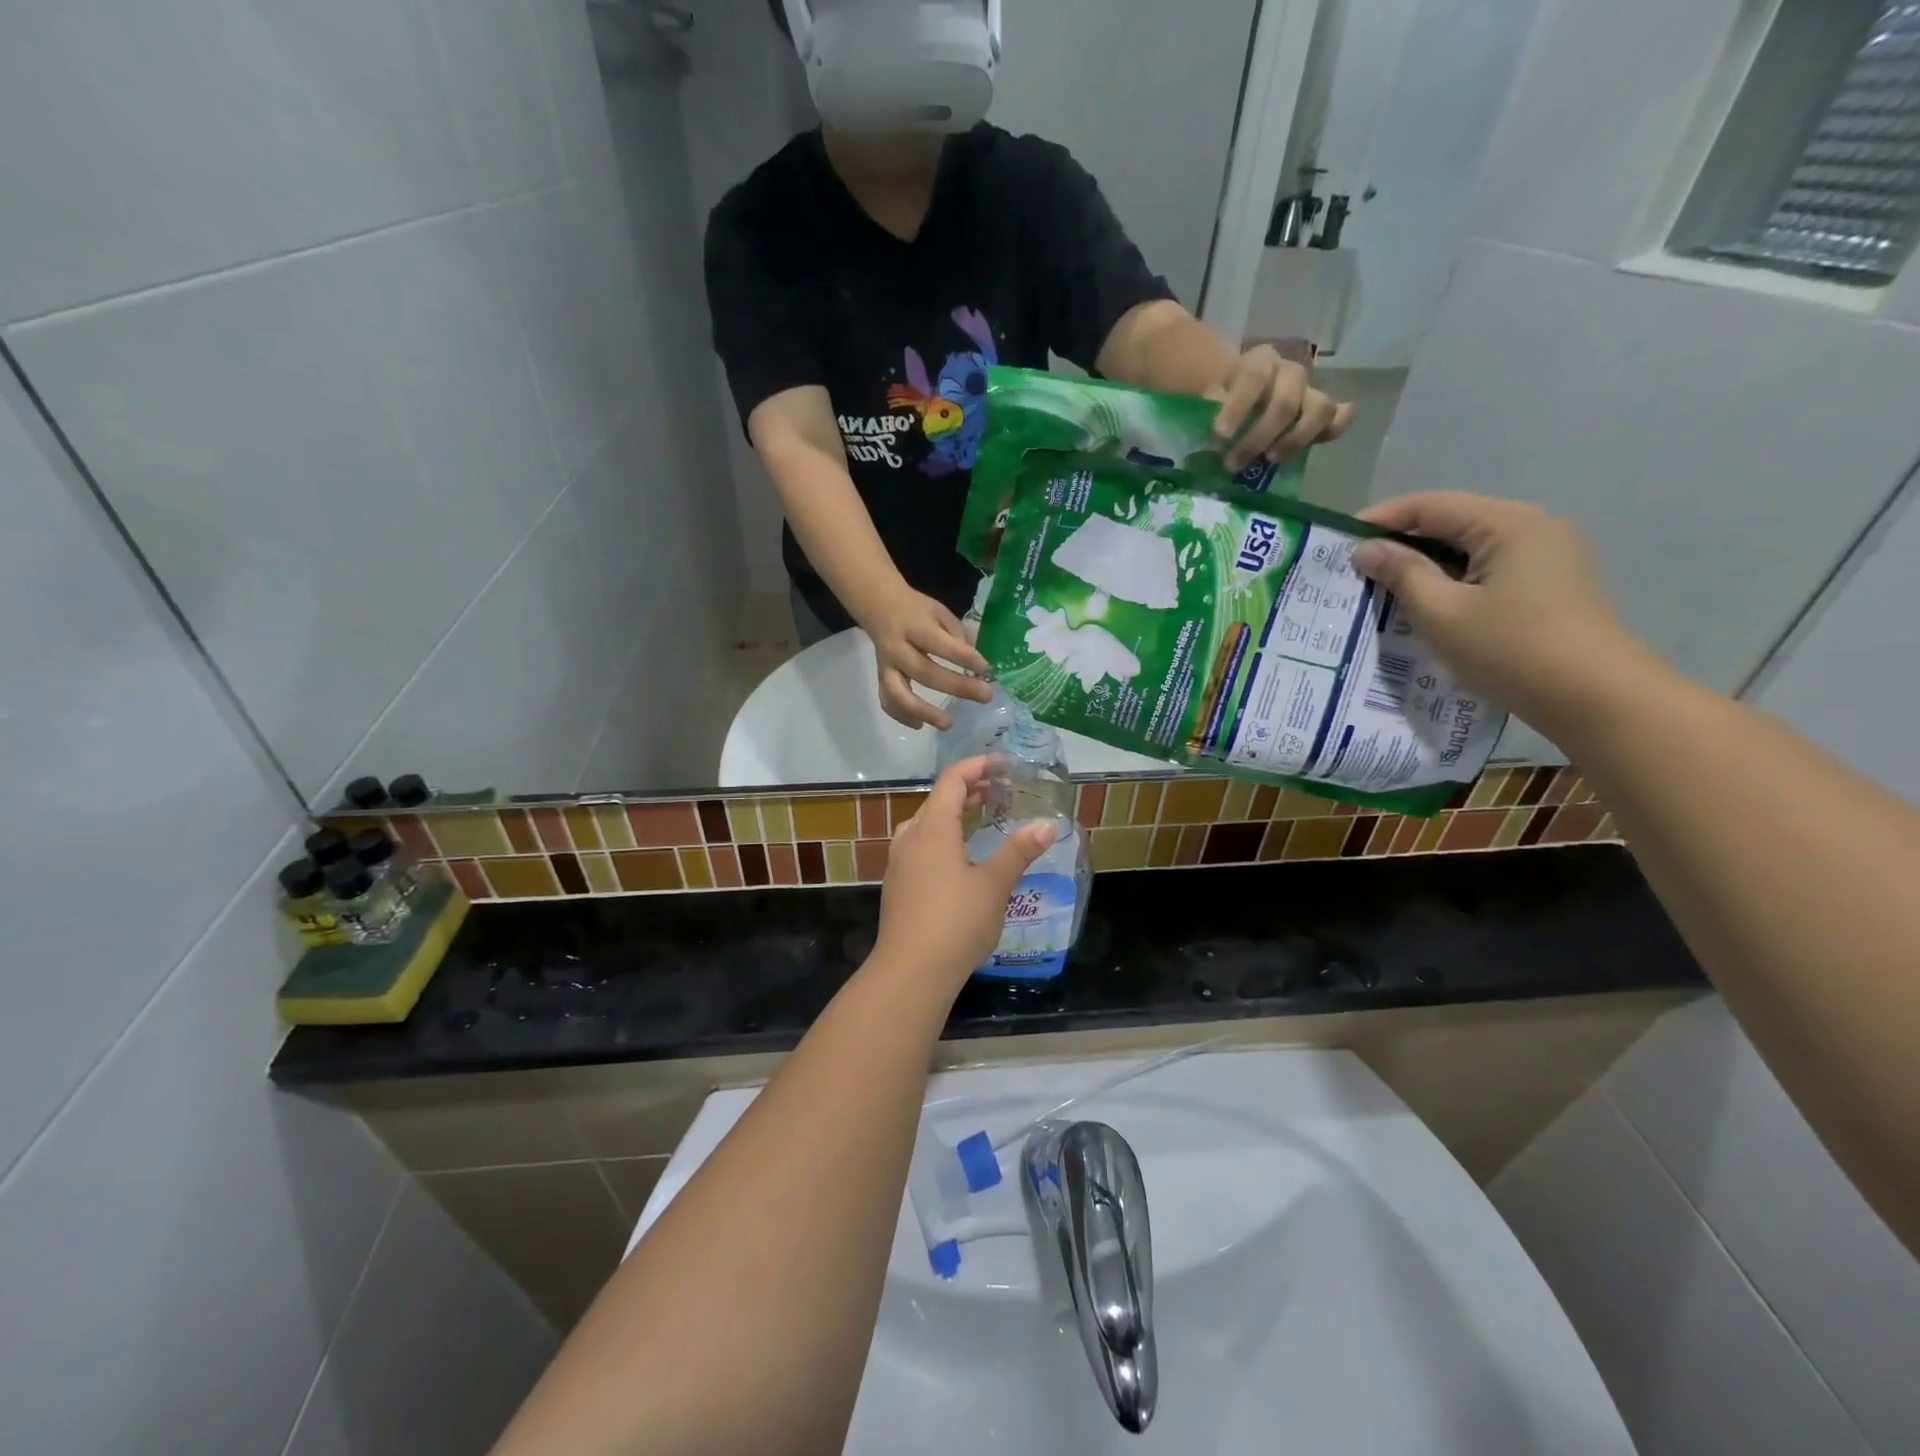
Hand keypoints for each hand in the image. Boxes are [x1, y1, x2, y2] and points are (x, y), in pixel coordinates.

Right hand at [864, 586, 992, 730]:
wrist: (878, 605)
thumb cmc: (915, 609)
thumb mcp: (939, 611)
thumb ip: (957, 634)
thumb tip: (976, 663)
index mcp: (915, 626)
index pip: (941, 645)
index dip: (964, 658)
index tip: (986, 669)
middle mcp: (897, 648)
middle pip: (925, 672)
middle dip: (957, 687)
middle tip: (985, 696)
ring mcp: (887, 666)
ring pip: (899, 693)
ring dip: (923, 711)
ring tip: (948, 724)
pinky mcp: (881, 678)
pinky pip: (887, 700)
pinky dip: (901, 715)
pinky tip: (920, 725)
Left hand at [872, 757, 1056, 989]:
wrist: (911, 972)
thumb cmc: (956, 922)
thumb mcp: (995, 885)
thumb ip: (1019, 851)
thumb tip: (1047, 825)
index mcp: (933, 829)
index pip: (952, 781)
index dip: (976, 766)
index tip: (1003, 765)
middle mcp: (910, 838)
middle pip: (937, 800)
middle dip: (968, 789)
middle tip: (999, 791)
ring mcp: (899, 863)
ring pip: (925, 824)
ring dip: (952, 814)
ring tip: (979, 818)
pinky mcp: (897, 886)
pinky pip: (919, 846)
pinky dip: (941, 836)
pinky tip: (958, 857)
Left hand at [1209, 344, 1353, 470]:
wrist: (1239, 389)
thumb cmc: (1221, 396)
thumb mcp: (1209, 394)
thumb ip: (1209, 405)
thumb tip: (1212, 420)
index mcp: (1260, 362)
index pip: (1253, 377)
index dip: (1238, 406)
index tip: (1220, 435)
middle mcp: (1289, 373)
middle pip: (1285, 402)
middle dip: (1259, 437)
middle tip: (1233, 463)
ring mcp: (1309, 391)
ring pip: (1320, 409)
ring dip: (1295, 439)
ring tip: (1270, 459)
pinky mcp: (1320, 410)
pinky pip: (1337, 417)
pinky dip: (1332, 430)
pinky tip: (1316, 444)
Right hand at [1350, 492, 1646, 727]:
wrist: (1594, 697)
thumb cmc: (1510, 650)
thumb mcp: (1442, 613)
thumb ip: (1402, 574)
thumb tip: (1366, 549)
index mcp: (1507, 523)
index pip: (1430, 506)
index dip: (1381, 519)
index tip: (1340, 542)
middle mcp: (1532, 526)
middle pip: (1452, 521)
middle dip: (1402, 541)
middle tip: (1358, 568)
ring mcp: (1547, 553)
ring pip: (1469, 546)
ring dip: (1426, 562)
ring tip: (1385, 587)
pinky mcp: (1550, 581)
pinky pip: (1488, 566)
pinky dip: (1452, 577)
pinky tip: (1428, 601)